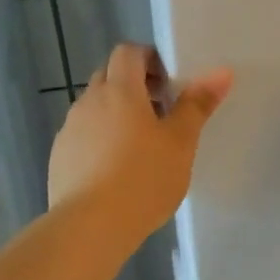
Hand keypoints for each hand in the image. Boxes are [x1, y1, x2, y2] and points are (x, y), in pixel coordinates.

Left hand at [49, 44, 232, 243]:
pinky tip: (116, 171)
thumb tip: (221, 72)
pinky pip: (83, 135)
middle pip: (109, 76)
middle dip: (134, 86)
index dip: (149, 59)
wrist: (90, 227)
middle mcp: (89, 102)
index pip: (128, 52)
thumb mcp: (181, 142)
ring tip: (140, 147)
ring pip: (95, 107)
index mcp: (119, 90)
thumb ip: (198, 104)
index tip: (169, 84)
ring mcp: (69, 130)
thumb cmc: (144, 178)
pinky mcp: (59, 157)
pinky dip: (100, 140)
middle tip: (161, 113)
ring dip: (116, 114)